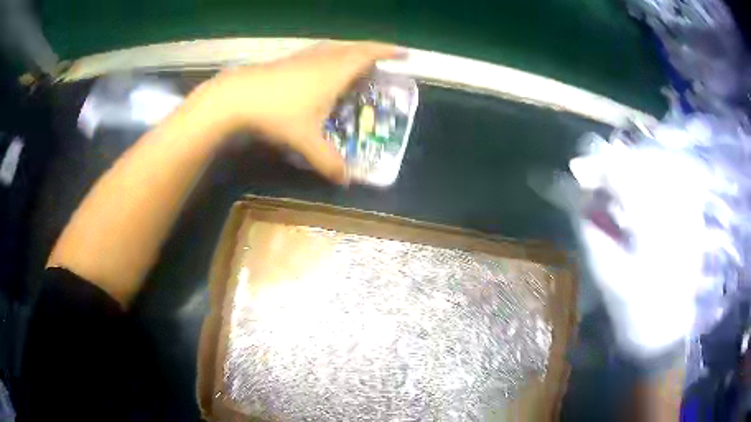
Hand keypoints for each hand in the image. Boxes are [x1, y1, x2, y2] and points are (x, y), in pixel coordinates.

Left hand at [200, 41, 401, 183]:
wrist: (237, 96)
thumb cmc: (277, 113)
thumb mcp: (305, 141)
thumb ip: (327, 161)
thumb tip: (346, 181)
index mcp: (335, 71)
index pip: (368, 55)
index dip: (388, 52)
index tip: (404, 54)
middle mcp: (323, 58)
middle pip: (354, 47)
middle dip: (373, 50)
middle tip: (384, 59)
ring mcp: (304, 57)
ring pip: (335, 47)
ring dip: (350, 50)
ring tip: (358, 61)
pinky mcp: (288, 60)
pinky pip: (319, 52)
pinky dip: (331, 55)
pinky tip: (323, 68)